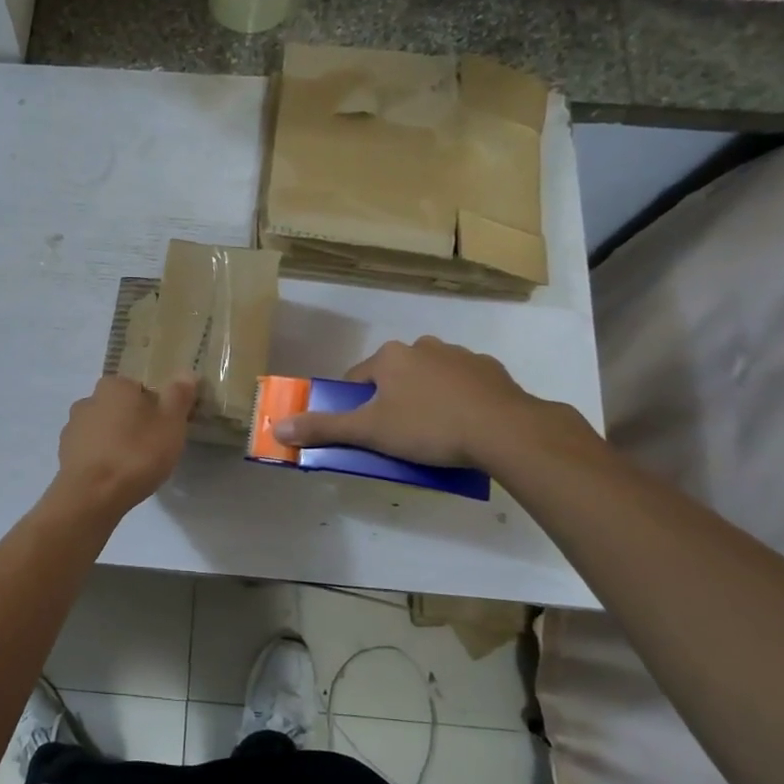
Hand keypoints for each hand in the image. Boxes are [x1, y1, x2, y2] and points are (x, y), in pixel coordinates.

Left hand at [48, 374, 197, 519]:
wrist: (92, 496)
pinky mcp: (64, 454)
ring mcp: (72, 428)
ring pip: (103, 429)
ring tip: (134, 466)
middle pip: (119, 408)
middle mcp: (88, 400)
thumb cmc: (136, 454)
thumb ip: (178, 395)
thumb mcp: (171, 423)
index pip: (139, 387)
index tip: (165, 428)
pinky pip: (91, 451)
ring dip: (116, 441)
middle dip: (134, 423)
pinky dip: (102, 459)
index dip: (155, 406)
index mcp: (114, 385)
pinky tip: (115, 477)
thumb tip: (185, 372)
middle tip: (153, 448)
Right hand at [272, 337, 552, 469]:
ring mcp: (460, 355)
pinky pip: (463, 385)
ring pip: (429, 379)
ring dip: (425, 399)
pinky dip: (458, 401)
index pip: (357, 379)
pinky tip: (465, 427)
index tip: (365, 432)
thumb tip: (278, 426)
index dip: (356, 406)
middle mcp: (422, 346)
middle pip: (393, 377)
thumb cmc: (428, 427)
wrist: (505, 430)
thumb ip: (324, 428)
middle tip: (399, 436)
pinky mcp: (491, 371)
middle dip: (392, 402)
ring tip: (434, 435)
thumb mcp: (369, 432)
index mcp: (390, 357)